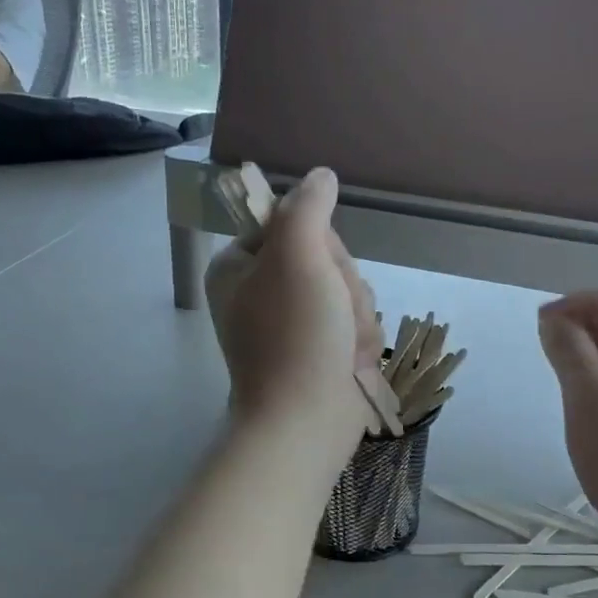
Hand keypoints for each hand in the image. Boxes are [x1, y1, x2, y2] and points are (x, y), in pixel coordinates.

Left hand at [204, 168, 380, 444]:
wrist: (305, 422)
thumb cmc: (296, 336)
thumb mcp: (298, 256)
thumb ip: (308, 207)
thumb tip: (320, 176)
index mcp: (239, 266)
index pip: (295, 224)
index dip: (322, 244)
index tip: (322, 270)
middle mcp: (259, 291)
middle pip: (325, 258)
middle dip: (344, 287)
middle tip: (337, 315)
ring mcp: (289, 324)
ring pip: (345, 292)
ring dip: (357, 316)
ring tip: (345, 345)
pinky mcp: (315, 350)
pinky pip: (350, 323)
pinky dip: (358, 341)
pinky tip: (351, 361)